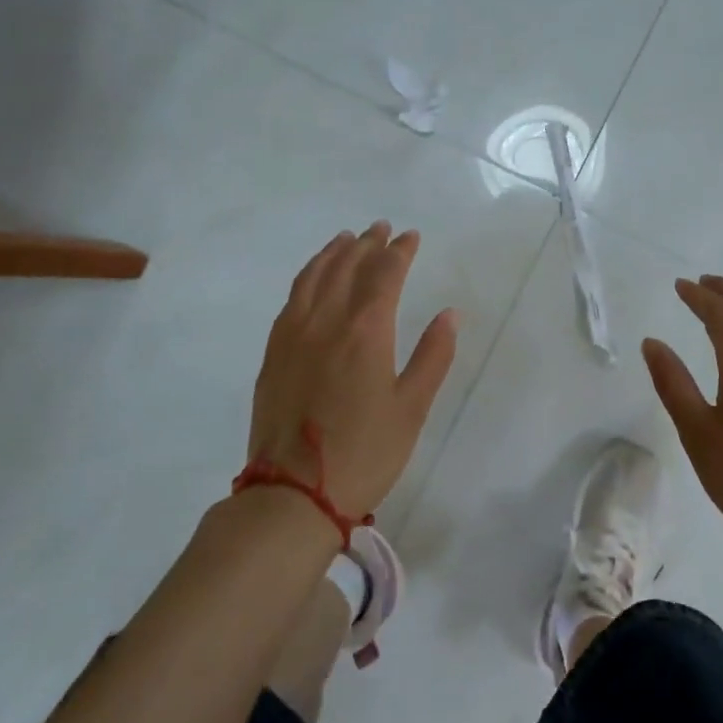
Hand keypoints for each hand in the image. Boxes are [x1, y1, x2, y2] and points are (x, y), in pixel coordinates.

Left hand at [248, 222, 459, 517]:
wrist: (293, 494)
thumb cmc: (365, 453)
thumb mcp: (412, 408)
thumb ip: (434, 356)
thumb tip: (449, 314)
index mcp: (365, 332)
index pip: (384, 275)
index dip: (400, 251)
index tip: (411, 236)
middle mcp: (326, 322)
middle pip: (346, 267)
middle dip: (367, 244)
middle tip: (381, 228)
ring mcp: (293, 336)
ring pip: (313, 278)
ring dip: (333, 253)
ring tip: (346, 239)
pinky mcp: (273, 354)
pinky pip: (291, 299)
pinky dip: (306, 277)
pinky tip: (313, 279)